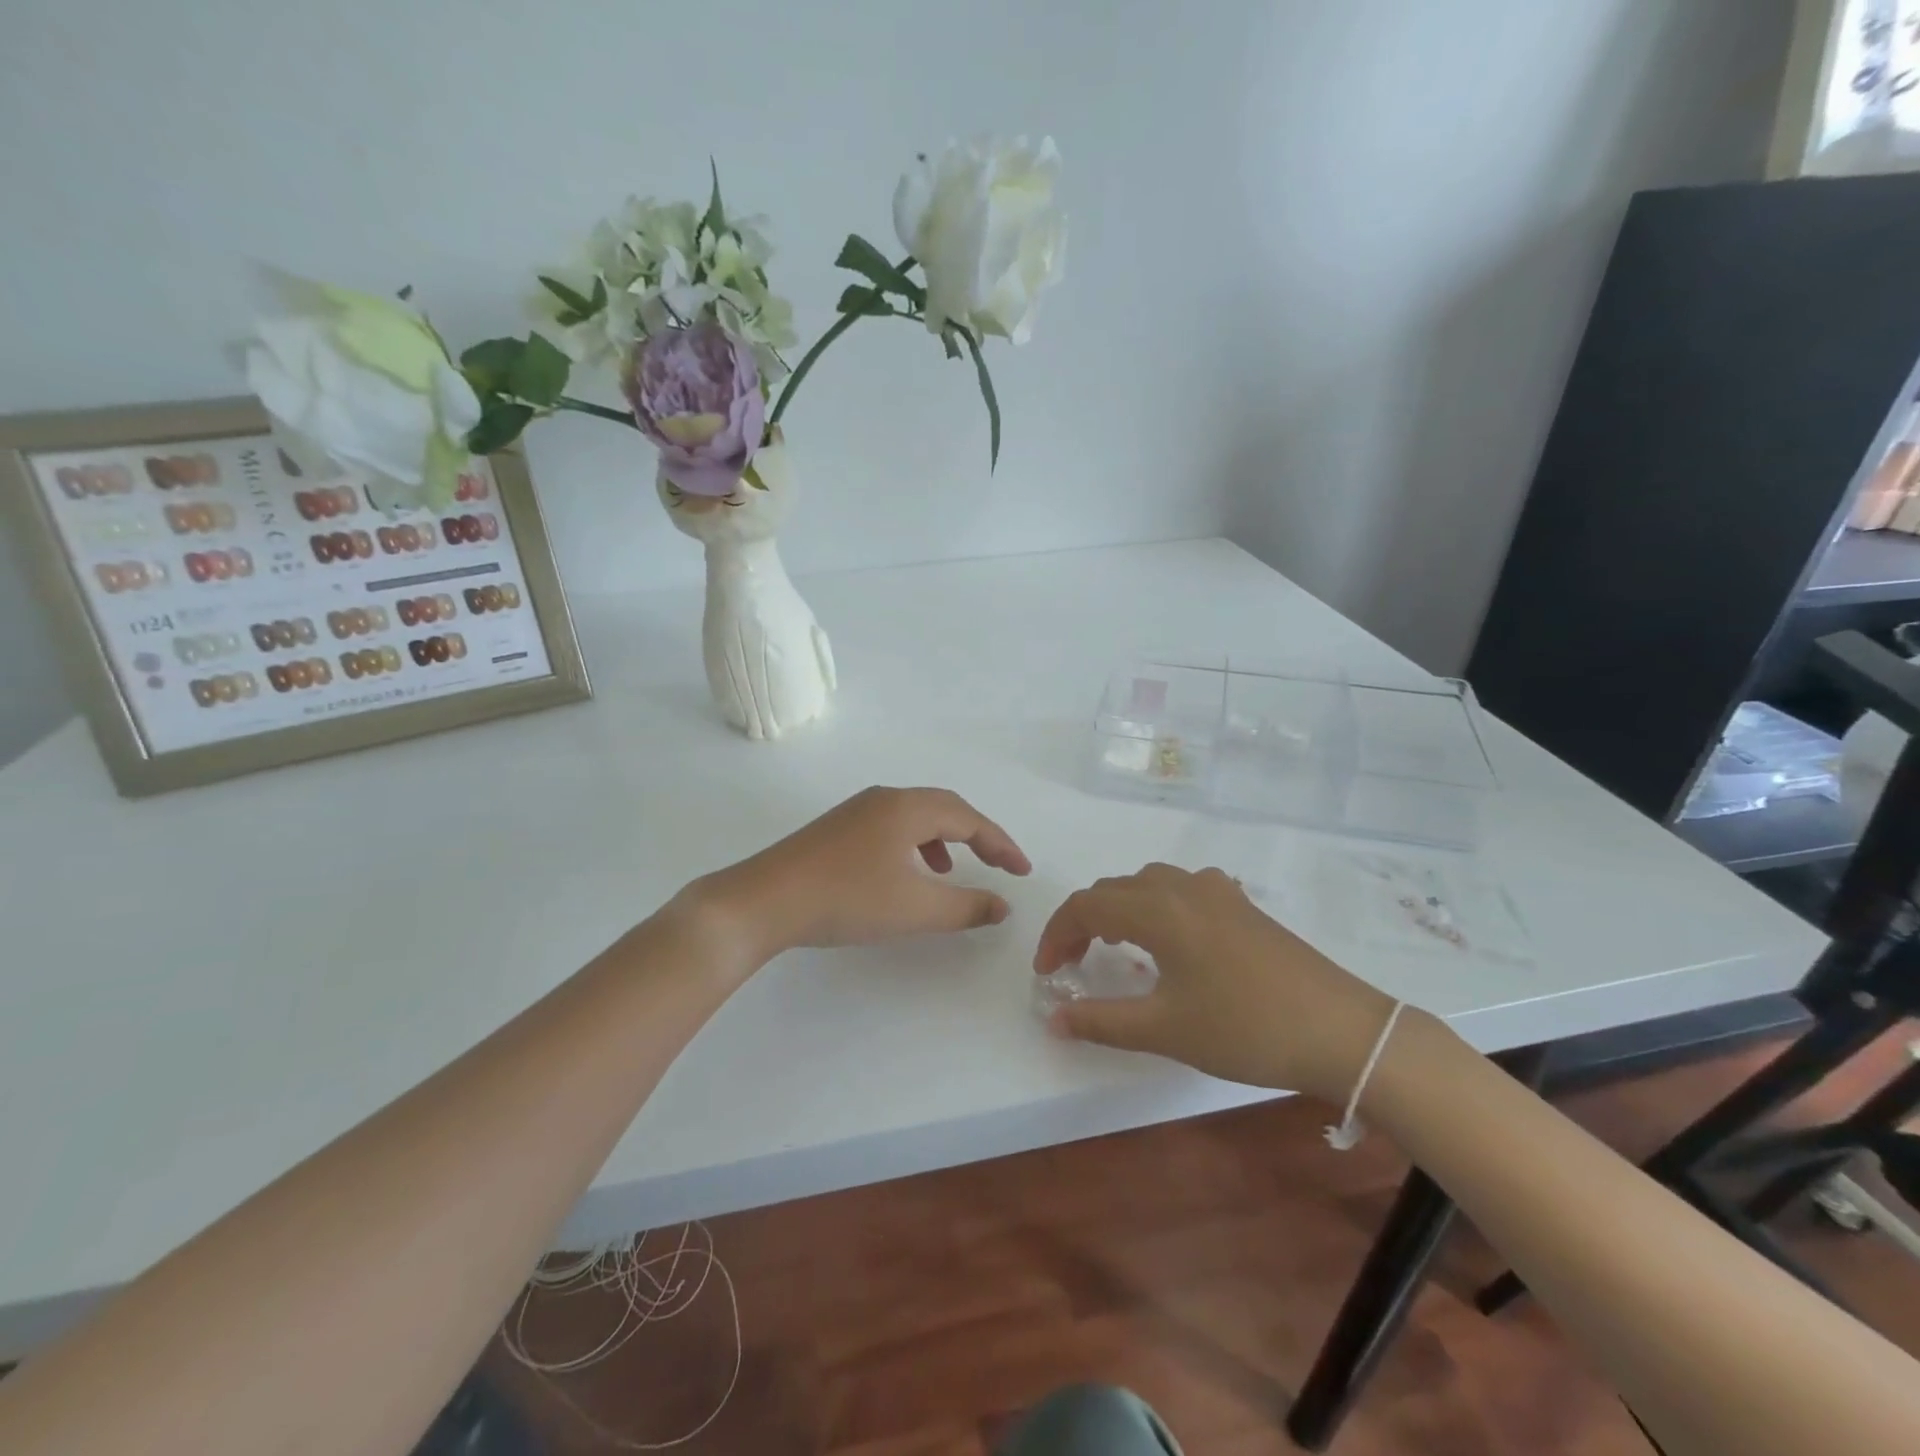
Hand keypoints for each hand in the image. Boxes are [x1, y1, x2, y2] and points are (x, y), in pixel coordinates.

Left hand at [697, 786, 1031, 963]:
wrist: (763, 901)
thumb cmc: (847, 900)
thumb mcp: (915, 909)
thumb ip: (965, 907)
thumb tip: (1002, 905)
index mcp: (908, 808)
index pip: (969, 819)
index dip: (1001, 844)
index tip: (1022, 871)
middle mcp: (885, 798)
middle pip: (944, 808)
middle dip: (976, 836)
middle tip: (998, 864)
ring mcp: (857, 810)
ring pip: (915, 816)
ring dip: (943, 840)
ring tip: (950, 874)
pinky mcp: (838, 828)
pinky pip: (892, 826)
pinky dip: (913, 846)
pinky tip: (905, 875)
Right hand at [1035, 863, 1395, 1102]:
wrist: (1342, 1031)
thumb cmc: (1245, 1029)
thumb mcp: (1165, 1030)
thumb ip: (1101, 1021)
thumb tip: (1053, 1018)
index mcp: (1158, 908)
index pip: (1085, 906)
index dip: (1056, 936)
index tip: (1047, 974)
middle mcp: (1182, 886)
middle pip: (1113, 890)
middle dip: (1083, 923)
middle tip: (1072, 965)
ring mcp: (1217, 890)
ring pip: (1147, 884)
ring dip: (1118, 910)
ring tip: (1114, 949)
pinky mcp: (1241, 904)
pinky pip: (1180, 890)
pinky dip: (1155, 907)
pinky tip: (1169, 940)